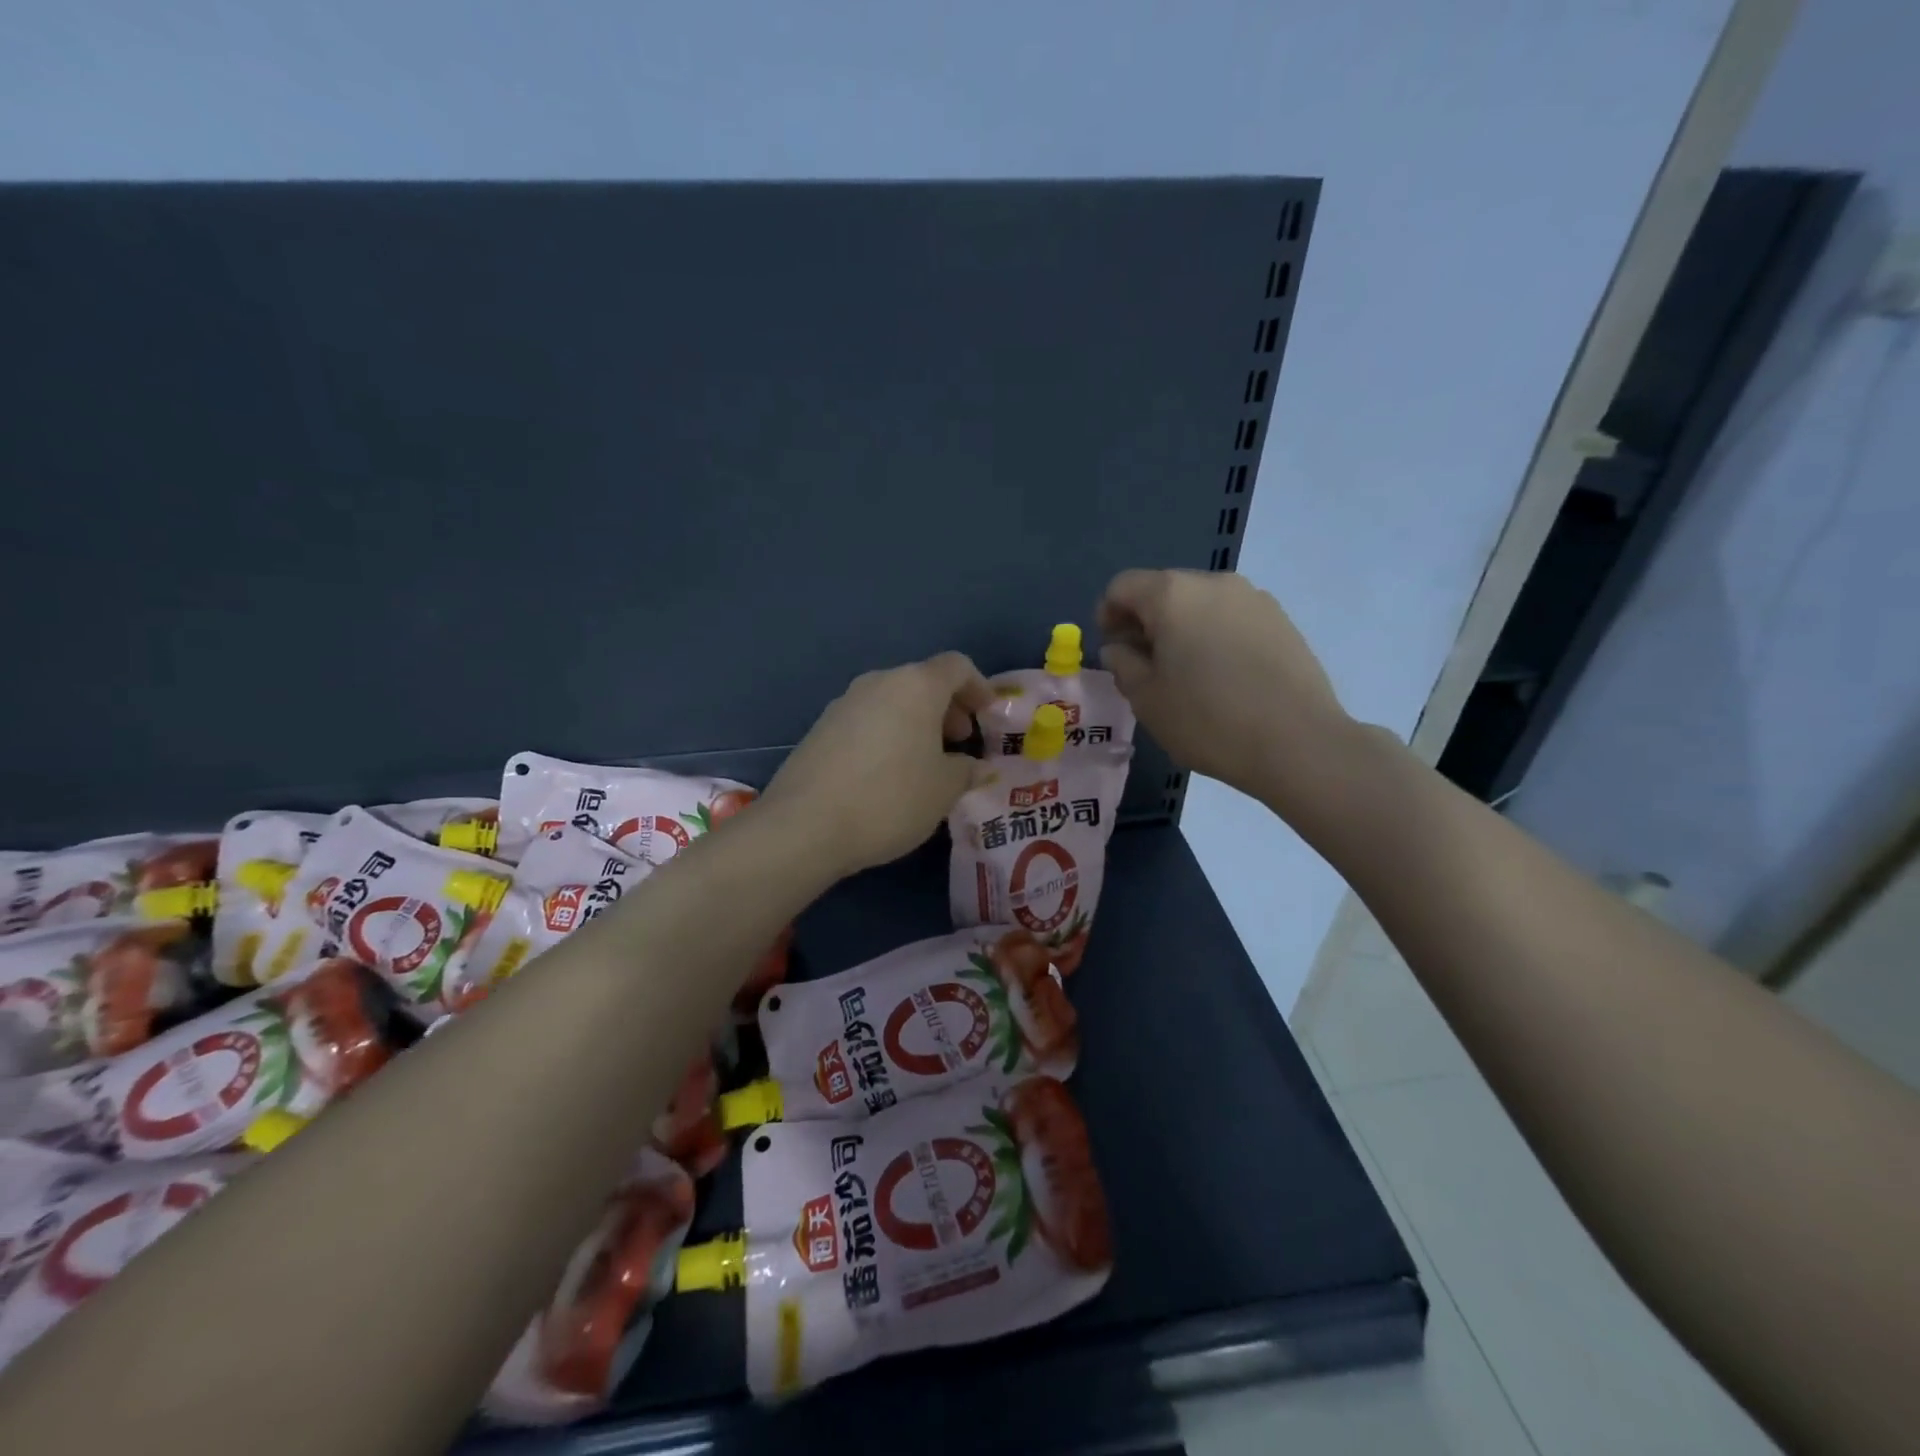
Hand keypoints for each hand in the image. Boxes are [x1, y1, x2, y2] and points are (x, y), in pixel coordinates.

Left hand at [763, 653, 991, 877]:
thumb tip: (973, 766)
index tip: (988, 715)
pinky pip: (867, 721)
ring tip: (925, 763)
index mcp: (915, 686)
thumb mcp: (944, 790)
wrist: (805, 825)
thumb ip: (966, 771)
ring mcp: (844, 703)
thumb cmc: (890, 799)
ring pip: (892, 701)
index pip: (956, 666)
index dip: (979, 686)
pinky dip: (887, 735)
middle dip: (947, 708)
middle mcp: (878, 683)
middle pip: (922, 681)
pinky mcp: (820, 728)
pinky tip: (887, 775)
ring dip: (916, 723)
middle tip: (959, 742)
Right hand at [1096, 569, 1353, 807]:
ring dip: (1182, 629)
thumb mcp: (1146, 698)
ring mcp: (1253, 598)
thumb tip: (1120, 647)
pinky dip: (1215, 637)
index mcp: (1172, 595)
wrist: (1298, 743)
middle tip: (1144, 665)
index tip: (1112, 649)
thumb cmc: (1208, 720)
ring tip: (1186, 674)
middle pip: (1163, 590)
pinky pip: (1231, 619)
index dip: (1107, 614)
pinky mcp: (1281, 620)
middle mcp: (1214, 583)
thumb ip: (1123, 664)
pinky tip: (1222, 677)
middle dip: (1146, 622)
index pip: (1123, 586)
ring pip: (1200, 604)